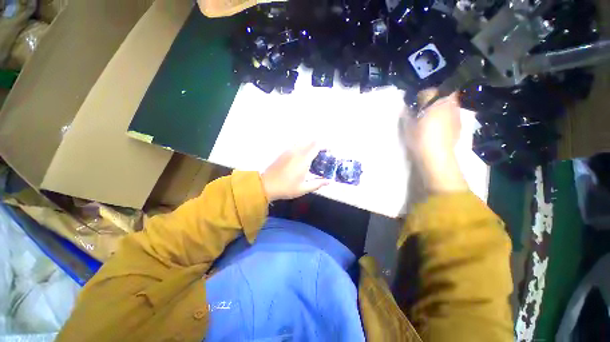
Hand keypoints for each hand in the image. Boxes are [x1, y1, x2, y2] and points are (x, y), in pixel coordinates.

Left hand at [261, 143, 329, 200]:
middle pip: (310, 141)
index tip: (329, 151)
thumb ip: (317, 184)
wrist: (266, 185)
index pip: (316, 146)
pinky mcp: (283, 152)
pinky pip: (295, 144)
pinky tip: (302, 155)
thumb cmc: (286, 188)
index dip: (324, 146)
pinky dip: (302, 146)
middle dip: (318, 144)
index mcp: (303, 160)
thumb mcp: (303, 189)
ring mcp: (289, 150)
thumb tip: (329, 182)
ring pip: (302, 141)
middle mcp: (297, 152)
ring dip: (310, 144)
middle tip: (322, 153)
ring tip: (313, 153)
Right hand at [402, 89, 467, 192]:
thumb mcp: (408, 126)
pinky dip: (446, 115)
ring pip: (450, 103)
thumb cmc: (420, 139)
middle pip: (443, 93)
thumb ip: (407, 114)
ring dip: (441, 105)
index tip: (414, 102)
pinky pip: (452, 114)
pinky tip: (439, 125)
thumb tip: (406, 108)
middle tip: (424, 106)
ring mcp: (457, 115)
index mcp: (435, 103)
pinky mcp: (459, 124)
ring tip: (432, 115)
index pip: (428, 91)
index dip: (420, 95)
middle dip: (434, 97)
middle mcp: (449, 105)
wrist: (437, 156)